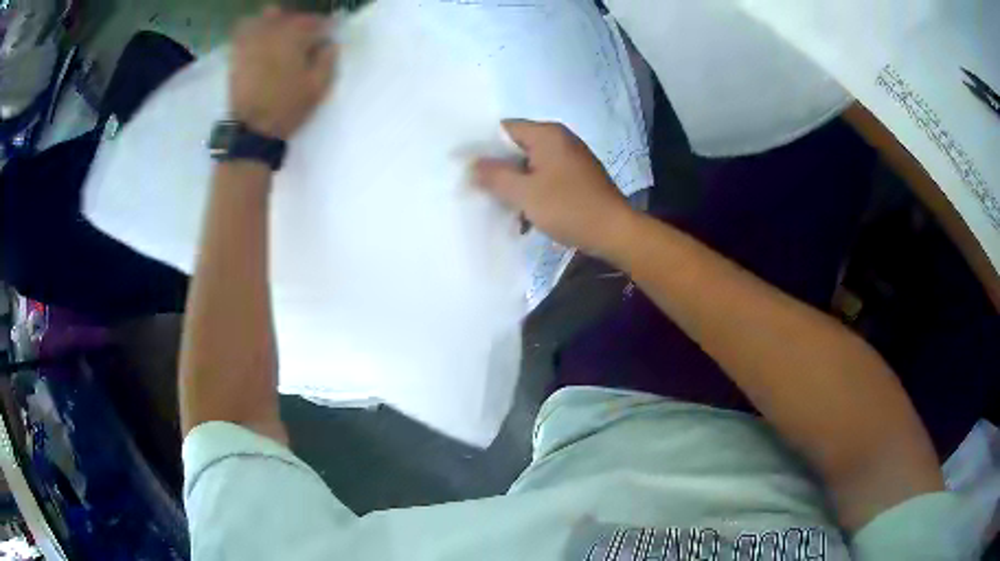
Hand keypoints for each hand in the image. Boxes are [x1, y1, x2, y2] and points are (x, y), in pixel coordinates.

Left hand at [230, 6, 336, 139]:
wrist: (252, 129)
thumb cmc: (288, 107)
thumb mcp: (318, 86)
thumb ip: (328, 58)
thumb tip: (329, 42)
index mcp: (295, 37)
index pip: (316, 21)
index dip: (324, 28)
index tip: (326, 38)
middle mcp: (273, 31)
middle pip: (291, 16)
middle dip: (301, 24)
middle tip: (306, 38)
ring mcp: (252, 40)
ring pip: (267, 16)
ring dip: (278, 22)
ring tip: (283, 36)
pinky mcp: (238, 52)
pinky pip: (245, 29)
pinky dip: (255, 28)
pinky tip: (262, 39)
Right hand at [474, 120, 638, 257]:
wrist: (615, 231)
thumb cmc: (569, 207)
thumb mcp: (525, 193)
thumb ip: (494, 176)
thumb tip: (471, 164)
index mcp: (548, 134)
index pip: (504, 129)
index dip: (483, 146)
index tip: (467, 167)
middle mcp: (560, 139)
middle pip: (517, 146)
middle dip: (499, 169)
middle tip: (480, 189)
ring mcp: (571, 158)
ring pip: (531, 165)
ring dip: (516, 185)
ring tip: (502, 207)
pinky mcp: (578, 177)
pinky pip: (546, 177)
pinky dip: (534, 192)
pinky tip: (526, 215)